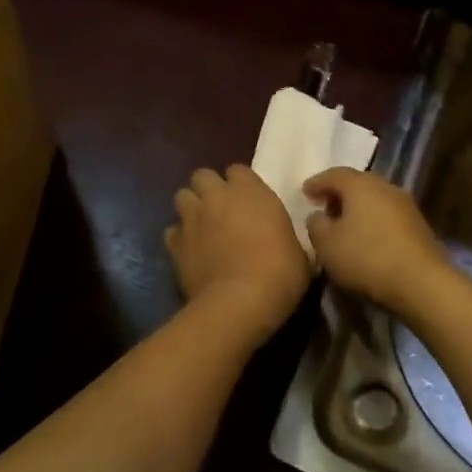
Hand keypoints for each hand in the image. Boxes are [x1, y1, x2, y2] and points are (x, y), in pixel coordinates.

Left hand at [166, 165, 311, 343]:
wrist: (240, 301)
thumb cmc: (280, 273)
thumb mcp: (299, 253)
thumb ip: (287, 239)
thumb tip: (288, 246)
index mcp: (251, 192)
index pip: (238, 170)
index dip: (240, 184)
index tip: (247, 200)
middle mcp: (217, 197)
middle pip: (202, 176)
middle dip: (209, 188)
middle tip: (220, 209)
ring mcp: (192, 218)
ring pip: (182, 197)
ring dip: (191, 208)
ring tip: (201, 226)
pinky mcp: (174, 244)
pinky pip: (172, 232)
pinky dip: (179, 239)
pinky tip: (190, 252)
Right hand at [302, 168, 447, 312]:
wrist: (421, 282)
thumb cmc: (366, 258)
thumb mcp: (326, 245)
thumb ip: (316, 225)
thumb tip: (318, 216)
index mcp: (360, 185)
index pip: (333, 174)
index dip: (316, 183)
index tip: (304, 193)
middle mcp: (384, 186)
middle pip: (357, 183)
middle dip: (338, 194)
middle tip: (323, 207)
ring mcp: (405, 205)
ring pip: (374, 199)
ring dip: (357, 208)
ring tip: (344, 225)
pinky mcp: (418, 225)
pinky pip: (387, 215)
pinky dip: (373, 221)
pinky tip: (366, 238)